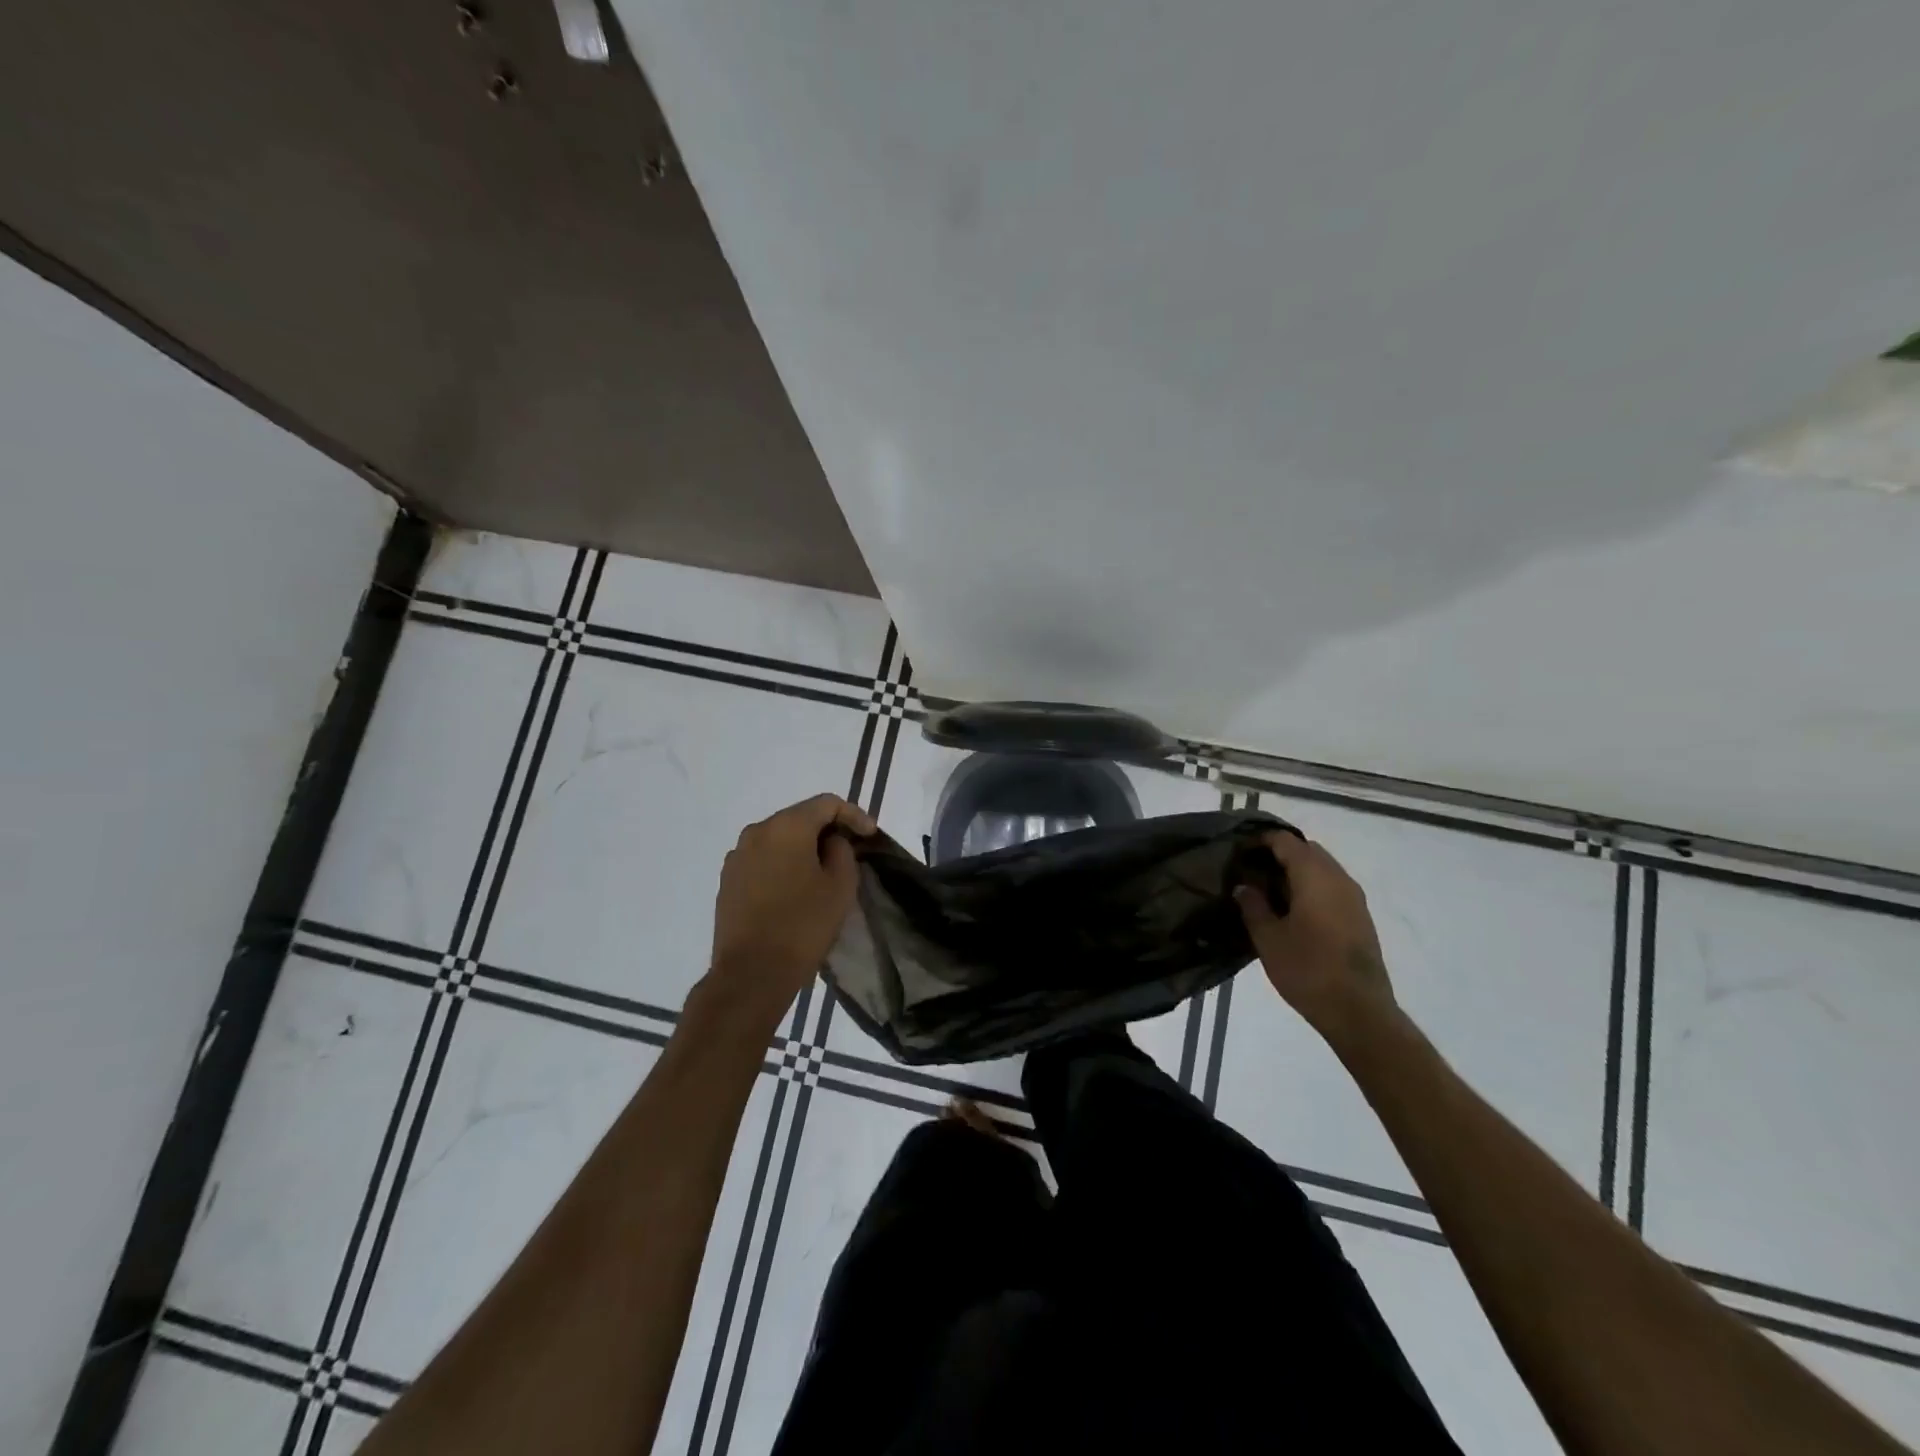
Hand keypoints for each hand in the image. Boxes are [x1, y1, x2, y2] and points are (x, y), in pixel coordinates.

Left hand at [707, 793, 875, 1022]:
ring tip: (822, 871)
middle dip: (827, 830)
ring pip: (779, 839)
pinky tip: (795, 888)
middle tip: (850, 851)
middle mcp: (757, 832)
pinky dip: (783, 864)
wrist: (751, 974)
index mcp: (786, 826)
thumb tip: (830, 842)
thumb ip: (841, 851)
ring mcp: (737, 856)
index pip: (826, 803)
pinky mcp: (728, 880)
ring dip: (803, 848)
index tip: (870, 836)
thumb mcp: (840, 886)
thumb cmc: (803, 926)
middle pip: (799, 817)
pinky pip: (763, 860)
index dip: (854, 815)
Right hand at [1234, 832, 1396, 1038]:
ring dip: (1298, 871)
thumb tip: (1245, 886)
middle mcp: (1339, 878)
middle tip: (1252, 871)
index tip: (1239, 851)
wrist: (1359, 1012)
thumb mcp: (1268, 938)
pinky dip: (1312, 887)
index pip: (1285, 841)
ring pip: (1322, 868)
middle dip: (1280, 854)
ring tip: (1270, 891)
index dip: (1260, 840)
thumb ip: (1253, 906)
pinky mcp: (1361, 917)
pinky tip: (1293, 911)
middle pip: (1308, 850)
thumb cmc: (1308, 970)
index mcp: (1314, 876)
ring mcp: (1354, 898)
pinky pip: (1332, 886)